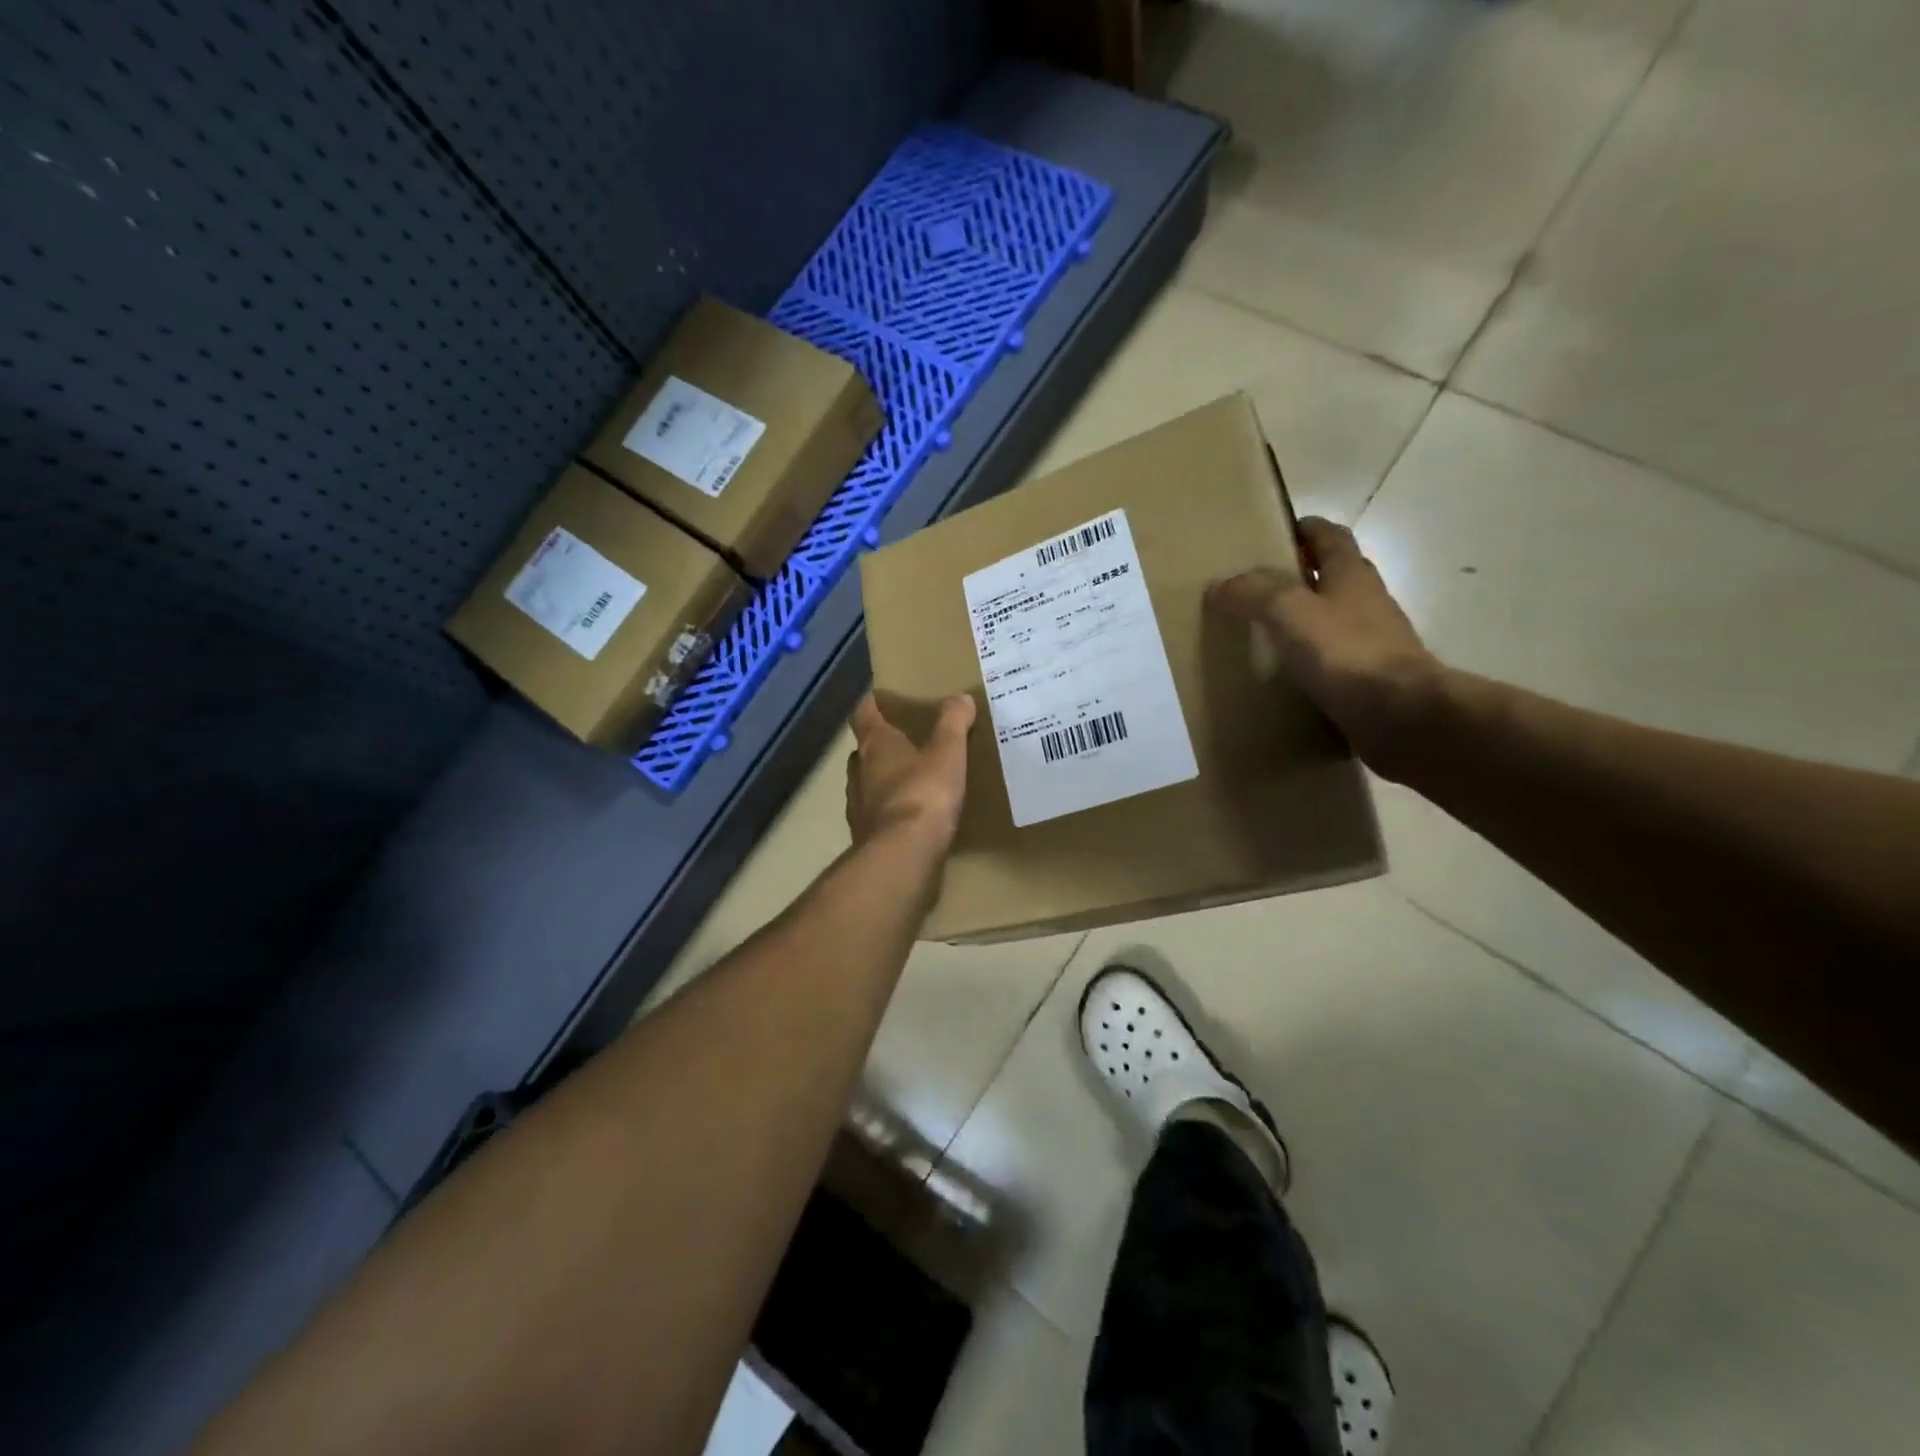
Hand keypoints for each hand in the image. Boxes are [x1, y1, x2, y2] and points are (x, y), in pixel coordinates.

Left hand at [845, 694, 975, 852]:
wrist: (902, 856)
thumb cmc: (923, 795)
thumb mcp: (948, 754)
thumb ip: (953, 724)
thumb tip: (960, 697)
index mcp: (875, 745)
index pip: (863, 714)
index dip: (871, 705)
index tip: (881, 700)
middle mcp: (859, 771)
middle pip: (863, 750)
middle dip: (880, 746)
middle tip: (904, 743)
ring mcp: (858, 806)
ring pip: (866, 784)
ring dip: (882, 780)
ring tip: (909, 780)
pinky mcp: (865, 836)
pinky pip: (876, 815)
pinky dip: (889, 811)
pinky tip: (909, 817)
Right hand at [1207, 517, 1442, 778]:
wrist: (1401, 715)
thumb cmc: (1347, 653)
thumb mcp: (1291, 613)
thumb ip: (1255, 594)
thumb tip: (1220, 583)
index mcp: (1351, 575)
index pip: (1330, 536)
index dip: (1305, 529)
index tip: (1273, 533)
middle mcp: (1366, 601)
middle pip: (1333, 575)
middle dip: (1300, 573)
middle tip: (1257, 584)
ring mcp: (1371, 641)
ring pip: (1334, 617)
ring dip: (1305, 616)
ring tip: (1263, 628)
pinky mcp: (1368, 677)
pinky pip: (1334, 657)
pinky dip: (1310, 656)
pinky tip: (1285, 671)